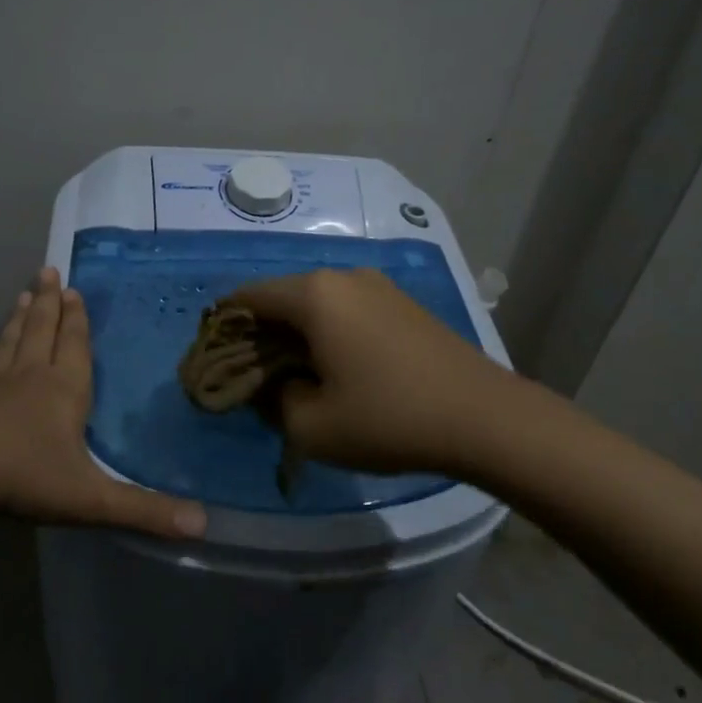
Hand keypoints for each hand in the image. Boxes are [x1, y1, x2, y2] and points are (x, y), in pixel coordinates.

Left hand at [0, 267, 205, 538]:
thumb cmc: (25, 477)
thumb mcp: (92, 498)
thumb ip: (145, 511)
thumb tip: (204, 525)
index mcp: (64, 390)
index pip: (75, 346)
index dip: (77, 320)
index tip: (73, 290)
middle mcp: (30, 378)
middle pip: (41, 331)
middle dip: (47, 304)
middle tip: (47, 271)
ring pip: (10, 344)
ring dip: (18, 319)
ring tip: (22, 295)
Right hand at [228, 268, 509, 477]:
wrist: (484, 417)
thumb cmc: (389, 419)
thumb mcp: (311, 426)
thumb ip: (272, 400)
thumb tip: (270, 384)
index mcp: (313, 295)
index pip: (247, 297)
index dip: (224, 328)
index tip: (217, 361)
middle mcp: (343, 276)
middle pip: (282, 297)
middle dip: (261, 333)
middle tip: (254, 376)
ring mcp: (378, 286)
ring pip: (316, 303)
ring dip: (296, 333)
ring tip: (295, 375)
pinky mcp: (403, 303)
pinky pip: (347, 310)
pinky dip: (328, 332)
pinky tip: (337, 367)